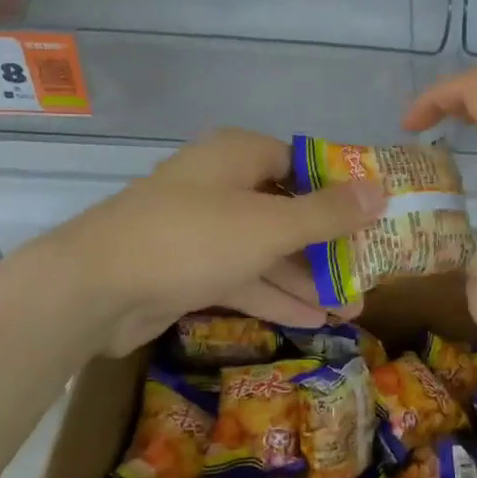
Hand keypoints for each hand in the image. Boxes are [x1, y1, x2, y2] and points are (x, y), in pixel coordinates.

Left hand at [55, 128, 385, 355]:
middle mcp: (222, 185)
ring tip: (352, 307)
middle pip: (287, 210)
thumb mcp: (271, 225)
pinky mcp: (189, 269)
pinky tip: (314, 321)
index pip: (302, 163)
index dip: (341, 189)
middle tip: (368, 272)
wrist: (95, 288)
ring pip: (266, 249)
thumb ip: (327, 212)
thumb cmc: (192, 238)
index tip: (375, 217)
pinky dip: (275, 296)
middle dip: (327, 246)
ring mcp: (203, 229)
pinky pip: (243, 277)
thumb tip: (381, 190)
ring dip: (305, 278)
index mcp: (239, 156)